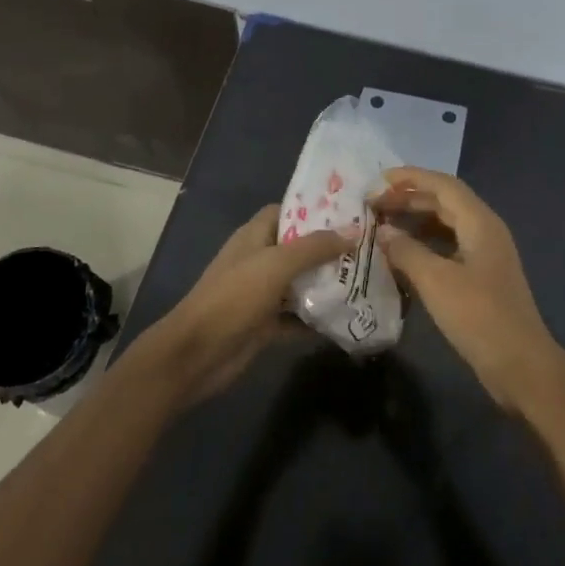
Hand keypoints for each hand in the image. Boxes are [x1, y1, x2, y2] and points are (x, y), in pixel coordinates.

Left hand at [143, 206, 347, 402]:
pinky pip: (297, 317)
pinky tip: (347, 319)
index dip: (314, 211)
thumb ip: (314, 247)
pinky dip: (317, 319)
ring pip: (300, 284)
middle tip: (368, 249)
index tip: (349, 213)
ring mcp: (261, 294)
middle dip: (329, 250)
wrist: (197, 354)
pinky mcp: (265, 325)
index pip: (286, 212)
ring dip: (327, 285)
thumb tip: (353, 232)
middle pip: (298, 249)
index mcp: (254, 237)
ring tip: (366, 281)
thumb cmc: (233, 298)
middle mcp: (258, 261)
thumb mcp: (275, 265)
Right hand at [371, 168, 563, 412]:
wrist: (520, 365)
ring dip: (416, 221)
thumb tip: (382, 231)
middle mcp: (485, 231)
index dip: (411, 178)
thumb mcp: (436, 281)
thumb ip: (406, 251)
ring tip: (382, 225)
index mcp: (480, 223)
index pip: (443, 185)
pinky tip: (403, 255)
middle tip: (373, 205)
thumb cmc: (479, 316)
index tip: (378, 179)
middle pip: (445, 202)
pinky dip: (424, 244)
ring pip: (446, 225)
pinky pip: (448, 247)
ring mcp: (485, 255)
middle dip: (409, 198)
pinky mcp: (481, 277)